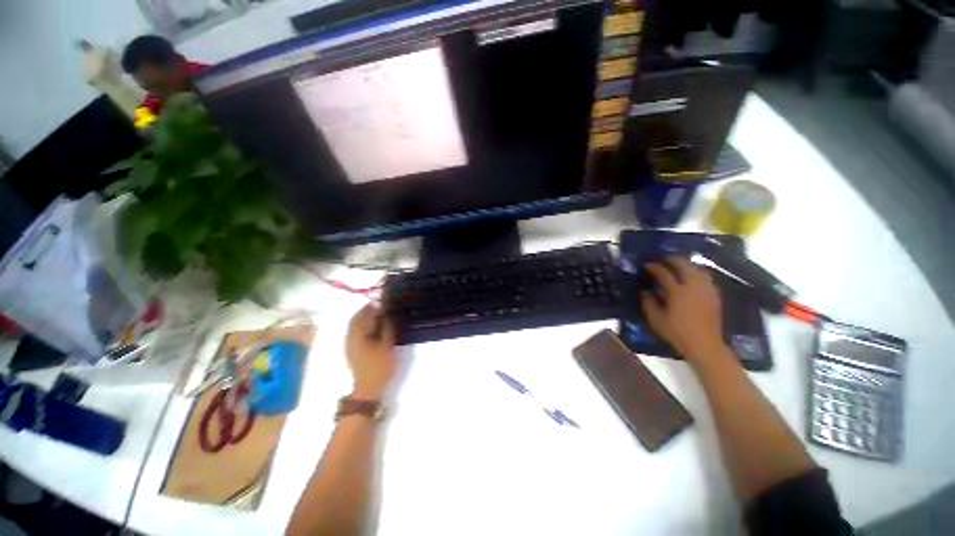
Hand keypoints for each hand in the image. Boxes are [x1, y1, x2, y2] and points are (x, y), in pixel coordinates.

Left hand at [345, 304, 398, 399]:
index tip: (385, 300)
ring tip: (379, 314)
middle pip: (357, 317)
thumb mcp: (388, 345)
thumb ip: (387, 327)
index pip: (364, 313)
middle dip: (368, 309)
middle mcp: (350, 336)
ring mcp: (349, 343)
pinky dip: (363, 324)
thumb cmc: (380, 366)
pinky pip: (355, 331)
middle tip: (382, 305)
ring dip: (365, 316)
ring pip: (355, 324)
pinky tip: (373, 326)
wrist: (368, 389)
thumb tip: (387, 313)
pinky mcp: (351, 349)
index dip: (374, 305)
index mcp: (358, 334)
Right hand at [641, 256, 725, 366]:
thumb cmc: (677, 332)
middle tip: (663, 260)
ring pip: (697, 269)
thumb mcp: (656, 319)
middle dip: (672, 260)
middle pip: (684, 265)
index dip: (654, 267)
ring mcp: (706, 289)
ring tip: (678, 267)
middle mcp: (693, 286)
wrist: (705, 345)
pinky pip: (705, 278)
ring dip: (686, 265)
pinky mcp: (714, 295)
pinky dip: (696, 274)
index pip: (664, 273)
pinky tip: (691, 279)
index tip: (647, 265)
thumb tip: (645, 291)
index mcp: (677, 291)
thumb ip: (648, 302)